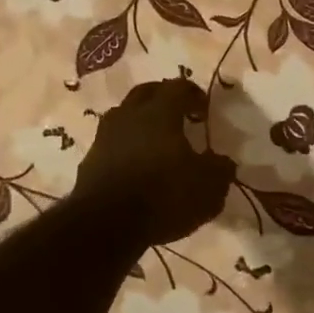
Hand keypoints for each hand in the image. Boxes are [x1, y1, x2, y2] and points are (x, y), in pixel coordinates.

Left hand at [73, 78, 235, 244]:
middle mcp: (129, 115)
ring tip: (156, 139)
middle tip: (179, 112)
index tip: (204, 108)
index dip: (193, 93)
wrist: (106, 225)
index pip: (178, 87)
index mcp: (160, 112)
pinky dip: (125, 146)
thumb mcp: (208, 187)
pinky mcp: (90, 160)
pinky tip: (135, 165)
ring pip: (124, 115)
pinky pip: (112, 142)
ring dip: (140, 121)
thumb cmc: (163, 195)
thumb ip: (220, 170)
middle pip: (146, 93)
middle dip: (163, 97)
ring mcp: (105, 136)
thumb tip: (223, 162)